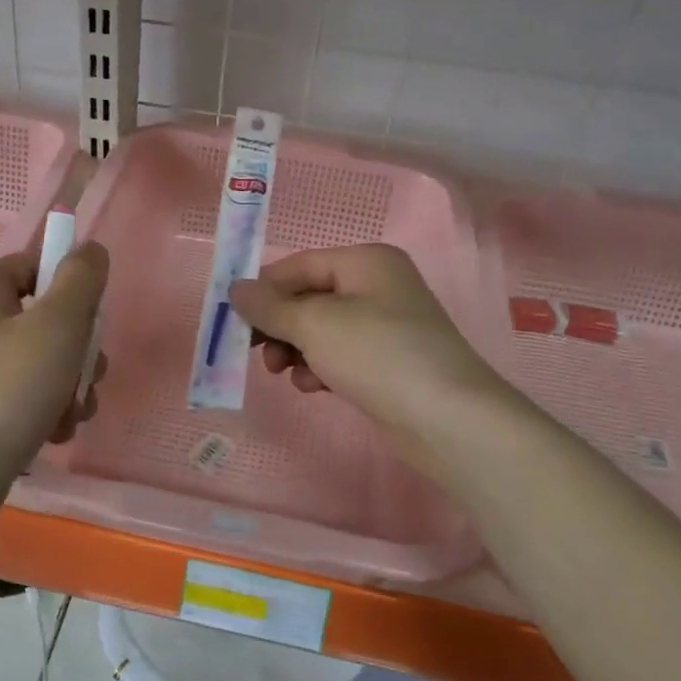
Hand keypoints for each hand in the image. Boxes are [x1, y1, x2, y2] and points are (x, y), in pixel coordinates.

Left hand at [0, 243, 107, 487]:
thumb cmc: (9, 390)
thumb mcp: (58, 326)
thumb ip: (81, 280)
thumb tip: (90, 248)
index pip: (38, 264)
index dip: (73, 291)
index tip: (89, 325)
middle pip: (45, 316)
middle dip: (78, 351)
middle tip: (86, 378)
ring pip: (41, 358)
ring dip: (69, 385)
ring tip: (70, 415)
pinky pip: (23, 390)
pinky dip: (45, 407)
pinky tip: (53, 432)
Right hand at [229, 244, 507, 478]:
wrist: (447, 419)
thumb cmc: (378, 355)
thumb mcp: (314, 324)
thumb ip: (270, 306)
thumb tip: (235, 289)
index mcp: (366, 262)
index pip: (299, 265)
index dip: (264, 289)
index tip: (233, 320)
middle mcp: (377, 286)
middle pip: (309, 297)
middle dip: (279, 325)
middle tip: (257, 352)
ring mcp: (385, 326)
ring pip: (321, 330)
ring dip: (296, 350)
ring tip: (286, 374)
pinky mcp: (387, 362)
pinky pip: (340, 355)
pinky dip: (320, 367)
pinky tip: (315, 387)